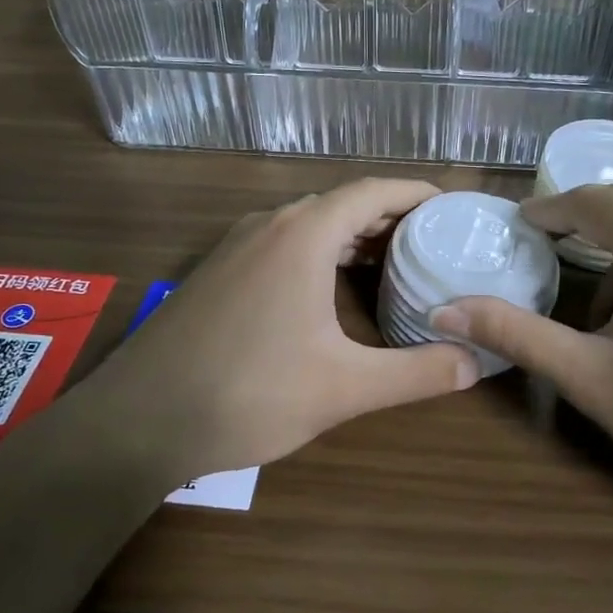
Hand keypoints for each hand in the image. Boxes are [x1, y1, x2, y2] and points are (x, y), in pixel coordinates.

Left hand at [80, 180, 478, 486]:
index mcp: (303, 235)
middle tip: (432, 245)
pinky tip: (328, 291)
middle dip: (389, 218)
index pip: (372, 191)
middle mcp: (269, 226)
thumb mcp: (343, 387)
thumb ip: (415, 373)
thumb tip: (475, 363)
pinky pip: (281, 244)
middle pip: (341, 204)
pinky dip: (318, 252)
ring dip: (351, 237)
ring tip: (391, 265)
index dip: (416, 195)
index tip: (452, 210)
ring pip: (308, 224)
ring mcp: (236, 246)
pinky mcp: (216, 272)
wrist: (138, 420)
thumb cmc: (248, 393)